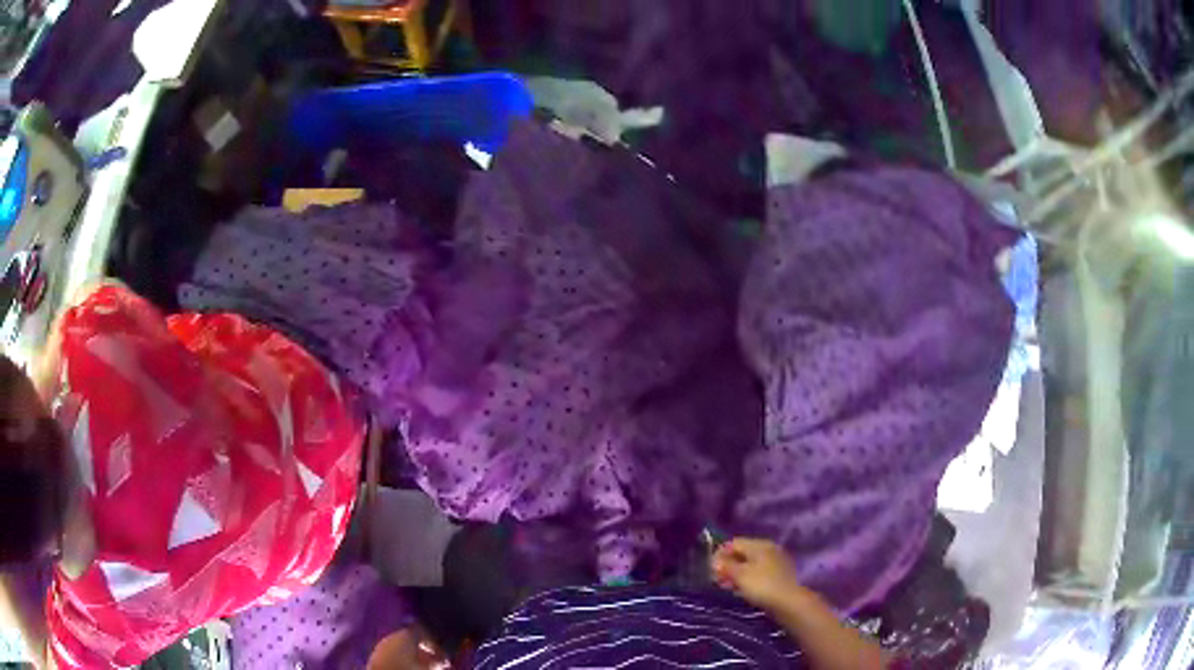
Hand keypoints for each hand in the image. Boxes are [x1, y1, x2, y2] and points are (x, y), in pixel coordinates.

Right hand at [711, 537, 803, 611]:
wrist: (789, 602)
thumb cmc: (762, 585)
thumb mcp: (740, 575)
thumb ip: (726, 566)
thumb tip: (715, 562)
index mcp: (760, 545)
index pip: (734, 543)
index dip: (720, 554)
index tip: (710, 568)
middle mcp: (768, 550)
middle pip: (742, 553)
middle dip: (727, 565)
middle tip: (716, 579)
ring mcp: (774, 563)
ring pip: (749, 565)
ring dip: (736, 574)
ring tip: (726, 586)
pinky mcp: (777, 576)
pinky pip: (757, 574)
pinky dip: (746, 580)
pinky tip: (740, 590)